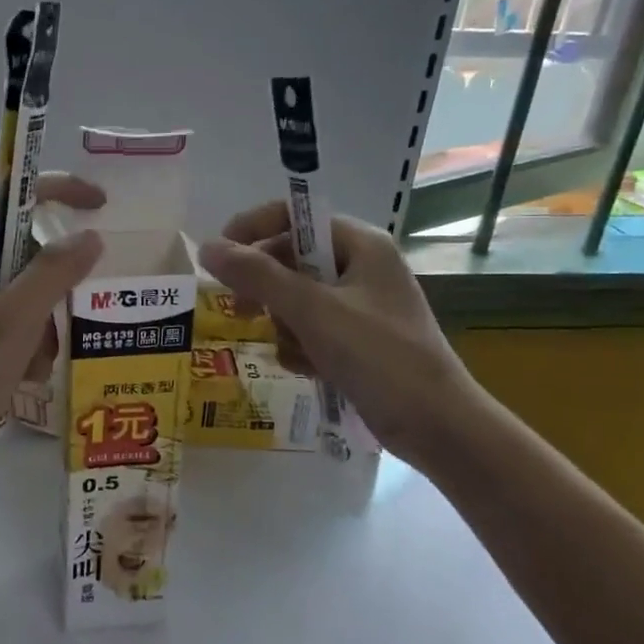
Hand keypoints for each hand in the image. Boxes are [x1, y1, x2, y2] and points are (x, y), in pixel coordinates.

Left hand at [0, 177, 103, 481]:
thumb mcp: (15, 320)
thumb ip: (54, 272)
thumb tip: (89, 236)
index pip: (10, 198)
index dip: (55, 191)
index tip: (99, 205)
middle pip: (19, 249)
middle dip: (52, 282)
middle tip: (72, 309)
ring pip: (17, 293)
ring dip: (40, 322)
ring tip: (39, 362)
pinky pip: (5, 325)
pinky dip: (24, 344)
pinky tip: (25, 378)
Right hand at [197, 204, 483, 465]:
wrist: (437, 426)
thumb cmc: (379, 356)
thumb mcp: (313, 311)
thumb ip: (257, 276)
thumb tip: (207, 248)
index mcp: (360, 244)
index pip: (293, 218)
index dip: (252, 231)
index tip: (219, 259)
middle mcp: (360, 266)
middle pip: (291, 260)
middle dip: (267, 289)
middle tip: (243, 311)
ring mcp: (360, 305)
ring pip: (295, 299)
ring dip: (284, 325)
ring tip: (295, 350)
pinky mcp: (357, 339)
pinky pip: (310, 328)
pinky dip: (301, 346)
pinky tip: (306, 368)